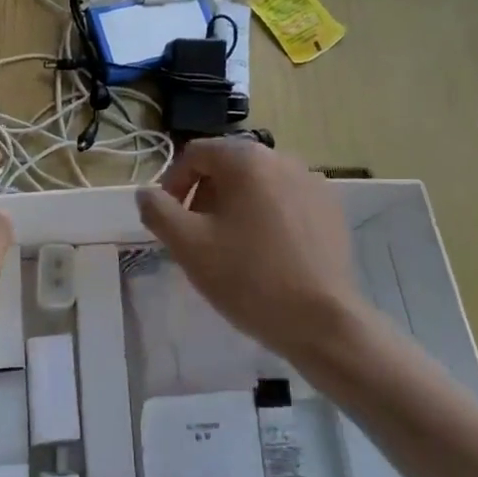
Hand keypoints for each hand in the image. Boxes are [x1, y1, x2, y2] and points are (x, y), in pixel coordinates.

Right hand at [136, 139, 368, 363]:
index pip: (196, 153)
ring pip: (258, 183)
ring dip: (236, 206)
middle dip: (205, 195)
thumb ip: (159, 211)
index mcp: (246, 159)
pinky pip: (286, 200)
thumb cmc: (249, 278)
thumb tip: (146, 193)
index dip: (174, 183)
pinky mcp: (330, 208)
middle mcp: (281, 158)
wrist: (323, 323)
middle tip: (198, 236)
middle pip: (228, 166)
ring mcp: (311, 181)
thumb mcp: (189, 246)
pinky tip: (267, 254)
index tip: (170, 220)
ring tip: (231, 248)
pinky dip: (268, 216)